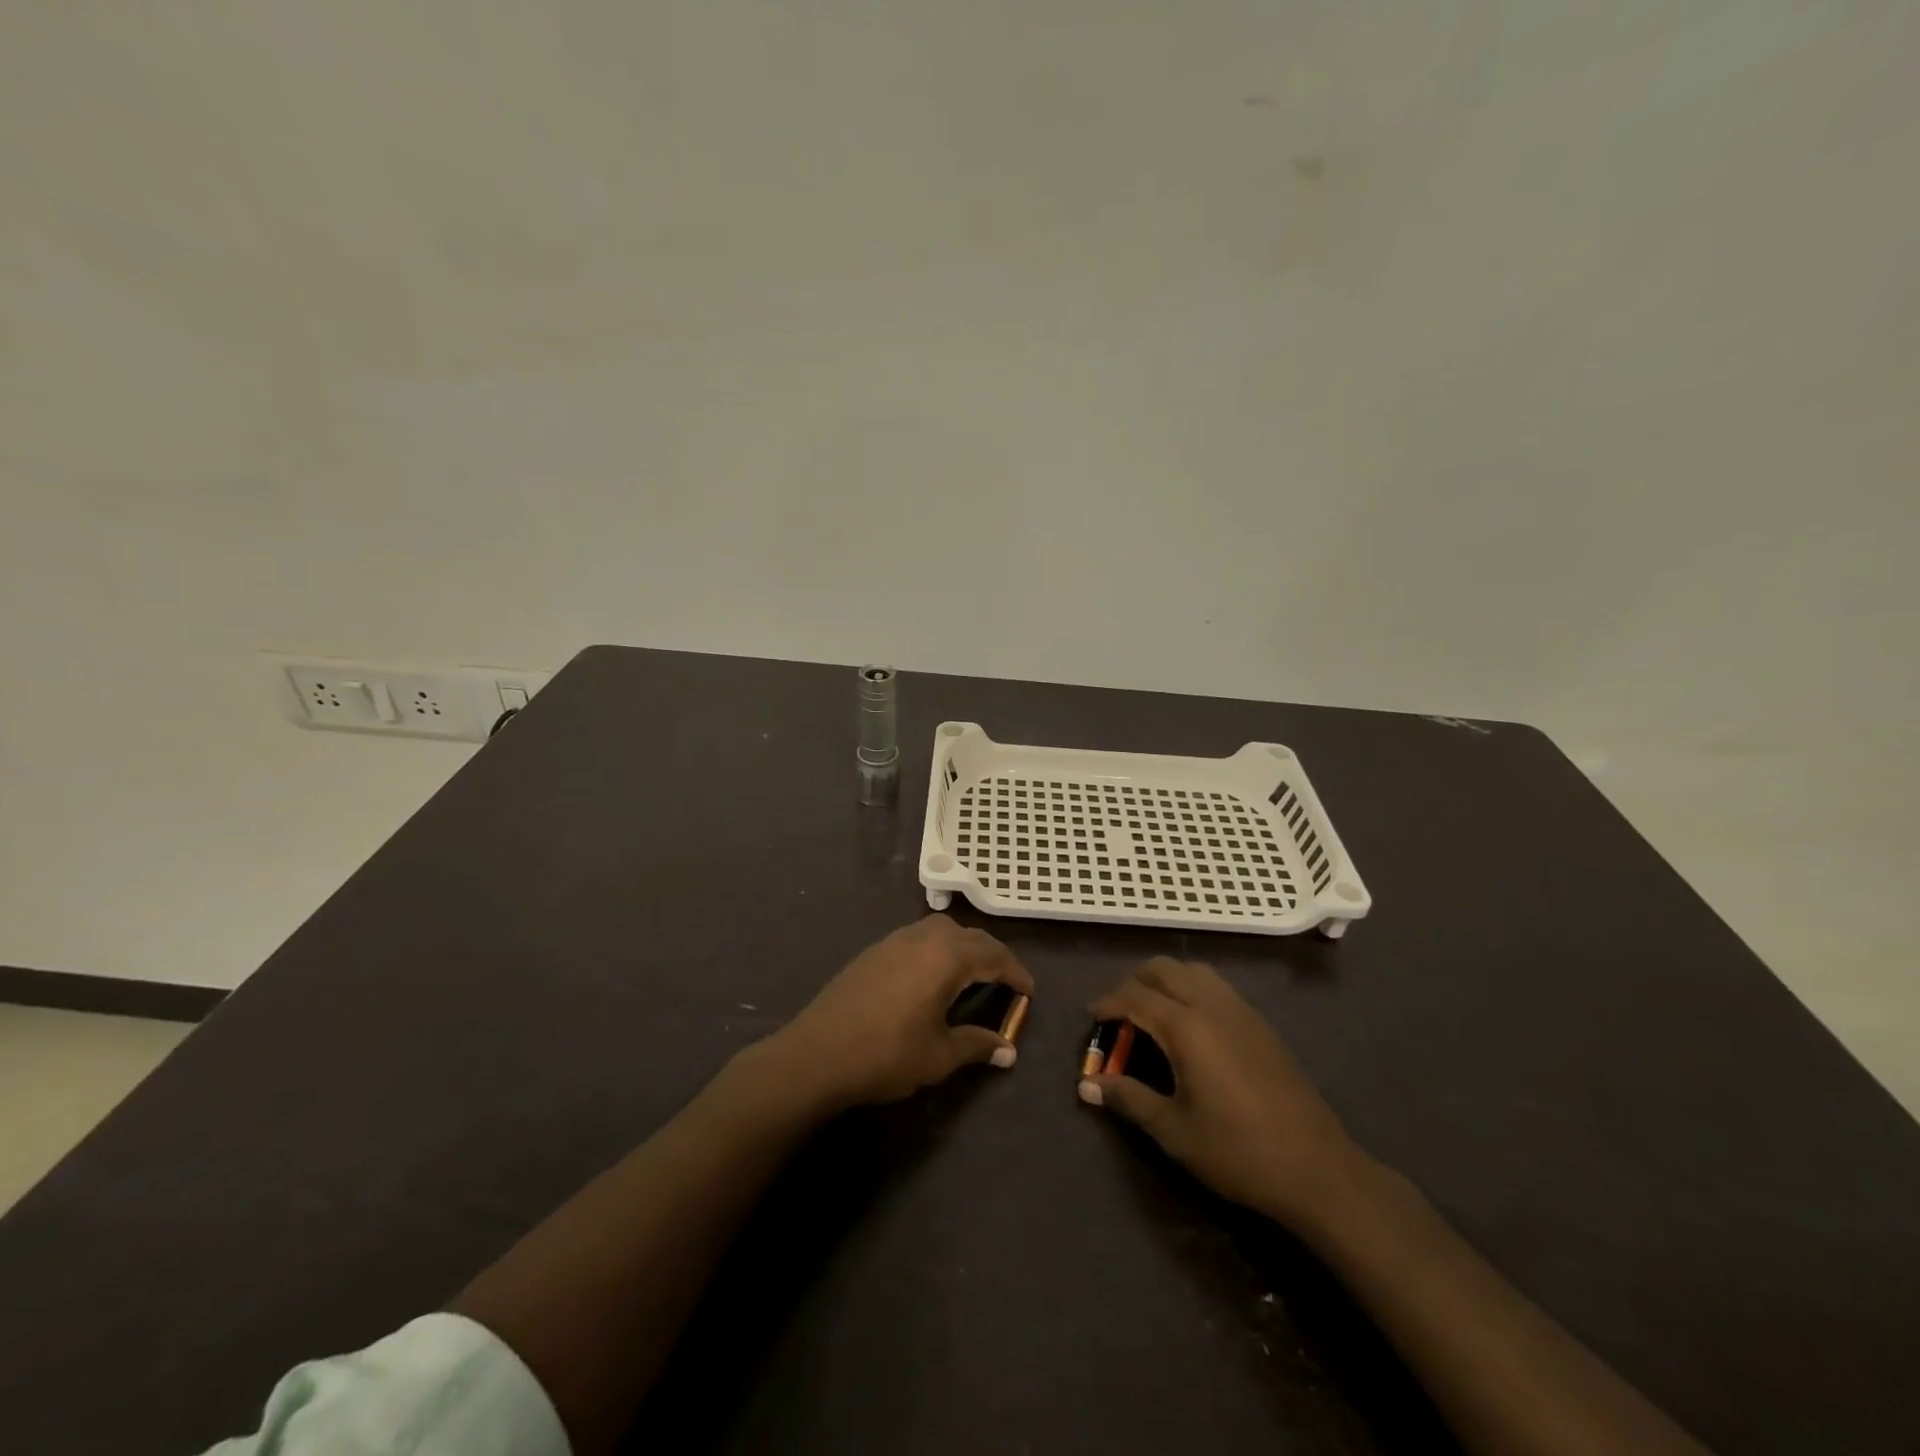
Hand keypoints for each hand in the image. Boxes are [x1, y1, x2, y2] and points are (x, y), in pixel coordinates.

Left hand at [773, 916, 1034, 1108]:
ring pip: (941, 929)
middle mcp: (923, 938)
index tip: (1029, 992)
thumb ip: (976, 1046)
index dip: (1015, 973)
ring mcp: (894, 940)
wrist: (816, 1054)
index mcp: (946, 957)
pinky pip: (918, 937)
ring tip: (971, 974)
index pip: (994, 956)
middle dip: (993, 955)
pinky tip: (931, 975)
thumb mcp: (938, 1055)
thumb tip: (1008, 1051)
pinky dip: (937, 948)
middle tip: (1005, 981)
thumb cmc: (886, 1055)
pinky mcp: (874, 951)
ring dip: (963, 946)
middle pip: (970, 936)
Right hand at [1082, 958, 1366, 1228]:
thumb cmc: (1237, 1151)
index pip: (1134, 996)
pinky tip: (1190, 1029)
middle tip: (1119, 1016)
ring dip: (1165, 982)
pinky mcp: (1261, 1024)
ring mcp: (1241, 1011)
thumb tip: (1086, 1086)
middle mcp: (1212, 1005)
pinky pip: (1216, 987)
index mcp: (1186, 1026)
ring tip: (1152, 1017)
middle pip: (1163, 969)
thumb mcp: (1173, 1130)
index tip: (1091, 1019)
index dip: (1107, 1003)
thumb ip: (1128, 1099)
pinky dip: (1191, 991)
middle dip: (1134, 983)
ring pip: (1193, 971)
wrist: (1318, 1169)